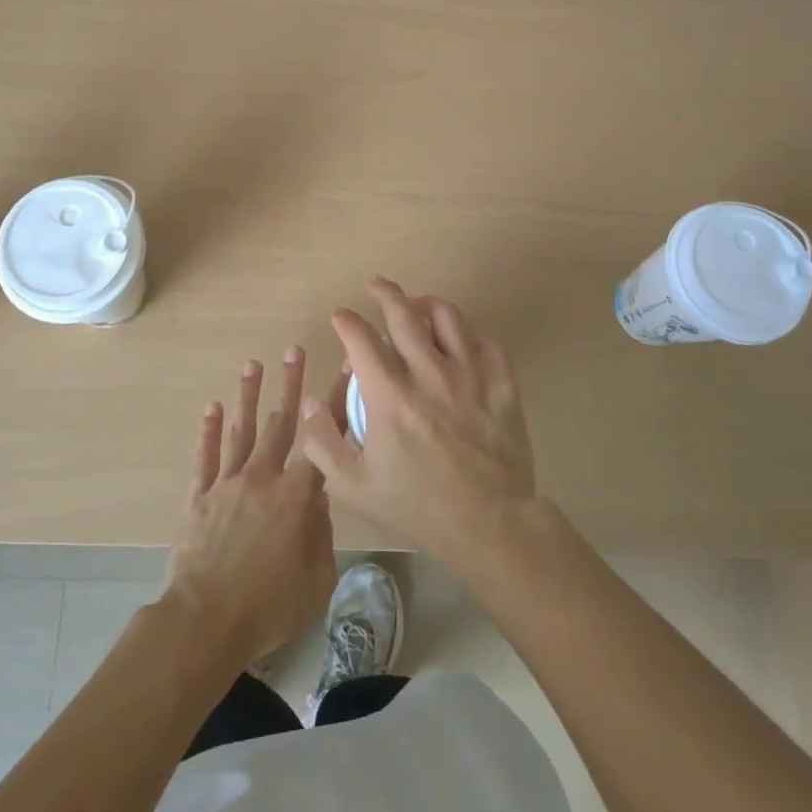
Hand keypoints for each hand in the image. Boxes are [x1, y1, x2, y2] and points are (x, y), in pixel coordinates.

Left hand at [165, 347, 337, 664]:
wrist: (206, 621)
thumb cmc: (269, 607)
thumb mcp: (317, 578)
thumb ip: (322, 533)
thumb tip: (318, 499)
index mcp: (296, 496)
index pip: (321, 440)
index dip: (335, 403)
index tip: (344, 369)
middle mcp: (262, 477)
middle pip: (279, 422)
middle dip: (289, 384)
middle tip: (293, 350)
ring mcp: (227, 483)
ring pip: (240, 431)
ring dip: (247, 396)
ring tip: (252, 365)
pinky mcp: (199, 497)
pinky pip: (205, 457)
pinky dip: (208, 431)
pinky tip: (211, 408)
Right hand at [299, 279, 536, 566]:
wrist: (490, 525)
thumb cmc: (418, 506)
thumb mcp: (355, 487)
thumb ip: (323, 443)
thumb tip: (309, 402)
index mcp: (391, 395)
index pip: (361, 339)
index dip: (346, 321)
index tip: (340, 317)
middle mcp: (429, 374)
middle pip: (404, 314)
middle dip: (385, 293)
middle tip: (376, 285)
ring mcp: (470, 376)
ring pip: (448, 318)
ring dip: (428, 304)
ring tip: (418, 304)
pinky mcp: (502, 385)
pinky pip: (488, 343)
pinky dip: (471, 334)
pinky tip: (461, 339)